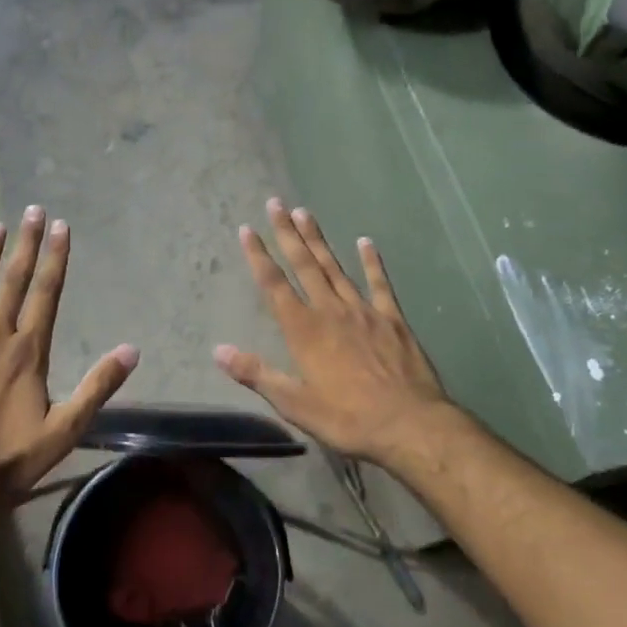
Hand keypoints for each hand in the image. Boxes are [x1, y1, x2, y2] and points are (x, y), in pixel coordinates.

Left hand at [0, 206, 138, 497]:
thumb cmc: (10, 459)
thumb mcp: (65, 429)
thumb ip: (98, 386)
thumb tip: (132, 350)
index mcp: (28, 351)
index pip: (46, 293)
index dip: (55, 258)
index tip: (61, 227)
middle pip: (14, 281)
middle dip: (25, 244)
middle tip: (33, 210)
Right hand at [214, 199, 462, 464]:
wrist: (409, 423)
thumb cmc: (347, 418)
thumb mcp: (295, 403)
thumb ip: (256, 373)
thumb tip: (217, 350)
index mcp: (304, 330)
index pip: (274, 285)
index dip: (259, 256)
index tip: (248, 229)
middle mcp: (330, 310)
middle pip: (304, 264)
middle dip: (287, 233)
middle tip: (276, 203)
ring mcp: (363, 310)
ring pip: (335, 267)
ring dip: (318, 239)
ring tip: (305, 212)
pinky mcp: (392, 318)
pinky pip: (379, 283)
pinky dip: (371, 261)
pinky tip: (365, 241)